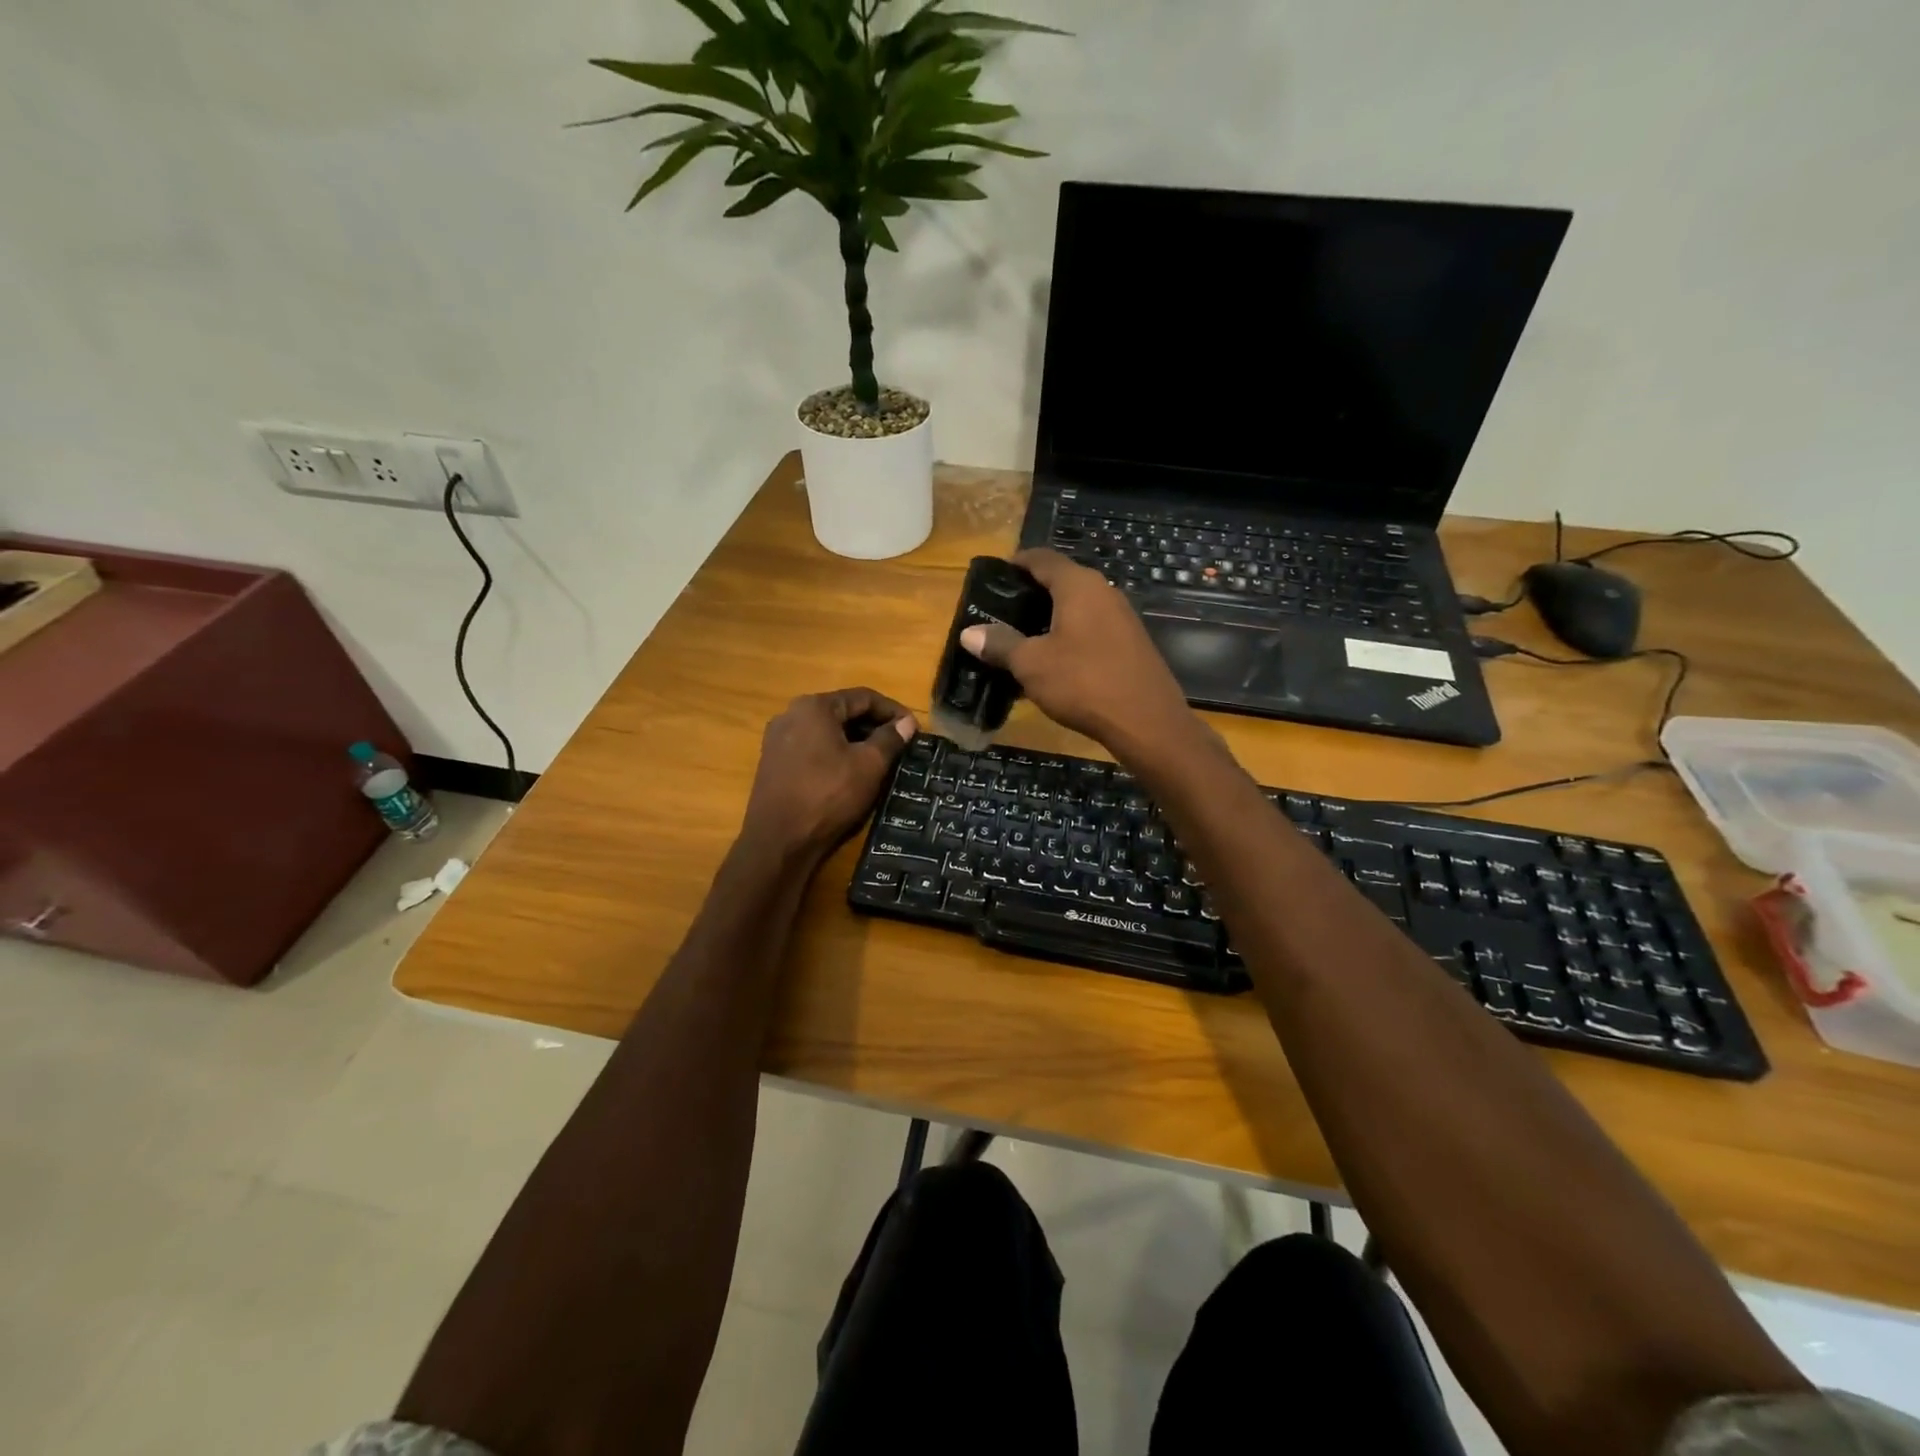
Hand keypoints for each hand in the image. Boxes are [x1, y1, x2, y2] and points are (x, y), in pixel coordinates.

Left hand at [741, 688, 915, 863]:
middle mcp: (791, 714)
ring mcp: (778, 739)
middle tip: (899, 746)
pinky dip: (834, 754)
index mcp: (814, 707)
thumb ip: (890, 739)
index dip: (893, 711)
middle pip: (842, 712)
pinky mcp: (773, 763)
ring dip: (855, 741)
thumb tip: (907, 722)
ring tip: (879, 761)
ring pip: (826, 731)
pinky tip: (849, 774)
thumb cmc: (828, 795)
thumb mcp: (869, 766)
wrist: (779, 841)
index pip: (863, 697)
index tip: (913, 728)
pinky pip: (812, 749)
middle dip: (873, 726)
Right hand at [959, 548, 1194, 754]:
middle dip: (1029, 596)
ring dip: (1048, 621)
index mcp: (1079, 585)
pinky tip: (1051, 665)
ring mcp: (1121, 619)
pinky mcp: (1130, 645)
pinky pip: (1090, 631)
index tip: (993, 576)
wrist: (1146, 722)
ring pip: (1076, 609)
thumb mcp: (1031, 664)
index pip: (1042, 558)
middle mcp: (1104, 592)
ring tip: (1020, 642)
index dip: (1016, 563)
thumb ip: (1000, 644)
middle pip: (1060, 582)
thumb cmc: (1083, 682)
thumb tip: (968, 633)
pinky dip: (1067, 639)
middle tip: (999, 614)